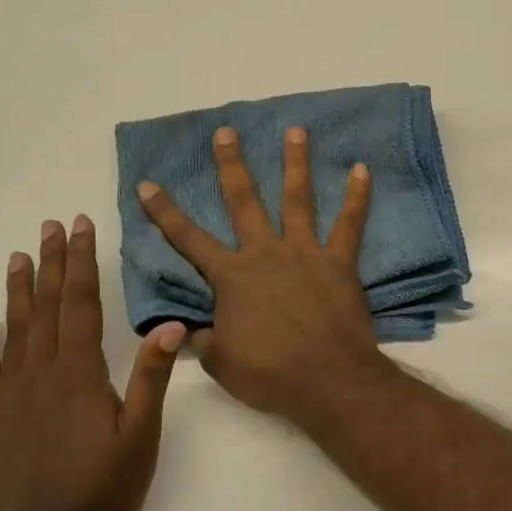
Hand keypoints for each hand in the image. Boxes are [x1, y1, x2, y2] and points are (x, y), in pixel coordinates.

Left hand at [0, 215, 184, 510]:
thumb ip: (152, 378)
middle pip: (48, 307)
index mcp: (79, 372)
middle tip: (51, 226)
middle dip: (53, 263)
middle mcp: (41, 373)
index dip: (82, 262)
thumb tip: (171, 325)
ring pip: (15, 330)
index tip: (79, 226)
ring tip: (19, 257)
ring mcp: (12, 396)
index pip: (81, 303)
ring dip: (19, 291)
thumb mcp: (141, 434)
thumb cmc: (103, 488)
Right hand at [137, 126, 381, 418]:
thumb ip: (204, 339)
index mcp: (232, 277)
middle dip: (232, 165)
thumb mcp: (222, 363)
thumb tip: (187, 330)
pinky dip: (358, 196)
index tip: (148, 184)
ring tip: (296, 130)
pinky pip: (350, 223)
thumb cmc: (270, 373)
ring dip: (296, 163)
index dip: (165, 212)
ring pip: (298, 199)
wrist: (327, 380)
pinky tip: (363, 170)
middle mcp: (266, 253)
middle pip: (244, 201)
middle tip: (227, 132)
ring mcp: (305, 252)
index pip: (189, 239)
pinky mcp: (339, 261)